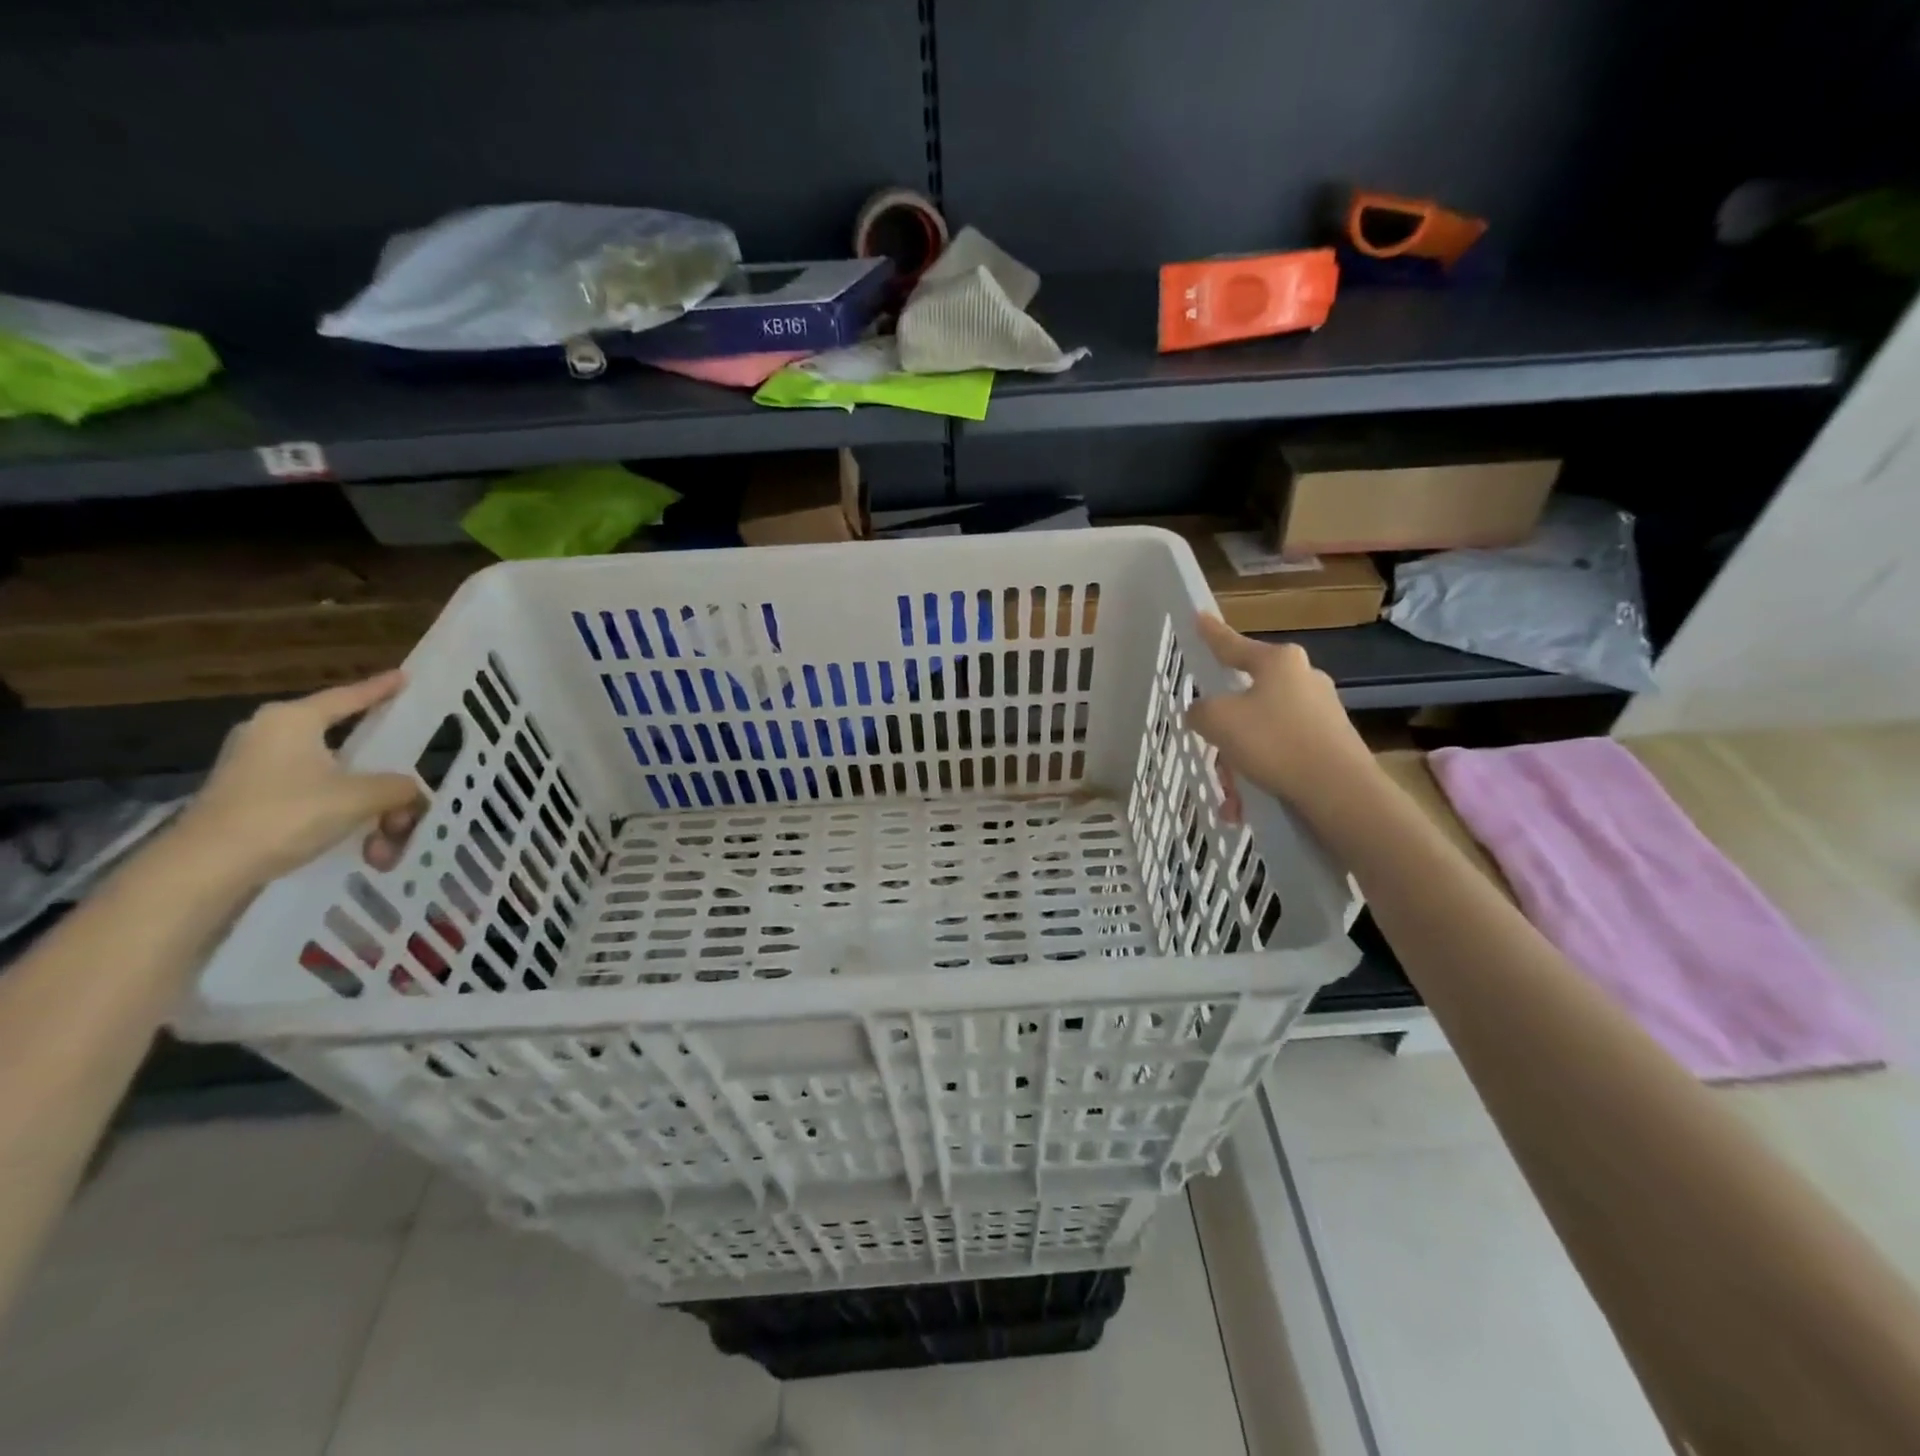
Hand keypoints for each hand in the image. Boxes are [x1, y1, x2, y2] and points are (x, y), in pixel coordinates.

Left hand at [171, 673, 425, 889]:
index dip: (380, 688)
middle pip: (346, 744)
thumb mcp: (362, 797)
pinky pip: (312, 796)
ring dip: (366, 806)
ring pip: (333, 777)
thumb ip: (399, 787)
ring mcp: (254, 768)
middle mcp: (270, 735)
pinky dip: (340, 816)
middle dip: (382, 773)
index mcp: (292, 720)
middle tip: (410, 782)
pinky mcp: (248, 799)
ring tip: (384, 841)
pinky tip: (360, 843)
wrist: (205, 868)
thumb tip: (412, 791)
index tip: (404, 677)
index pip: (348, 697)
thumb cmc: (286, 814)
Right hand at [1185, 615, 1377, 824]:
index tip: (1199, 618)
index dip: (1211, 634)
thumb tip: (1203, 713)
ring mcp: (1321, 711)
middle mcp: (1303, 678)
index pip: (1233, 644)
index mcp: (1278, 662)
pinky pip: (1282, 753)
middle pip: (1248, 695)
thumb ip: (1200, 711)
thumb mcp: (1218, 721)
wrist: (1339, 790)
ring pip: (1263, 731)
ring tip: (1230, 795)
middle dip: (1225, 728)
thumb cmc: (1274, 742)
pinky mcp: (1331, 743)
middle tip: (1210, 748)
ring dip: (1240, 761)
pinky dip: (1262, 774)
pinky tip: (1247, 805)